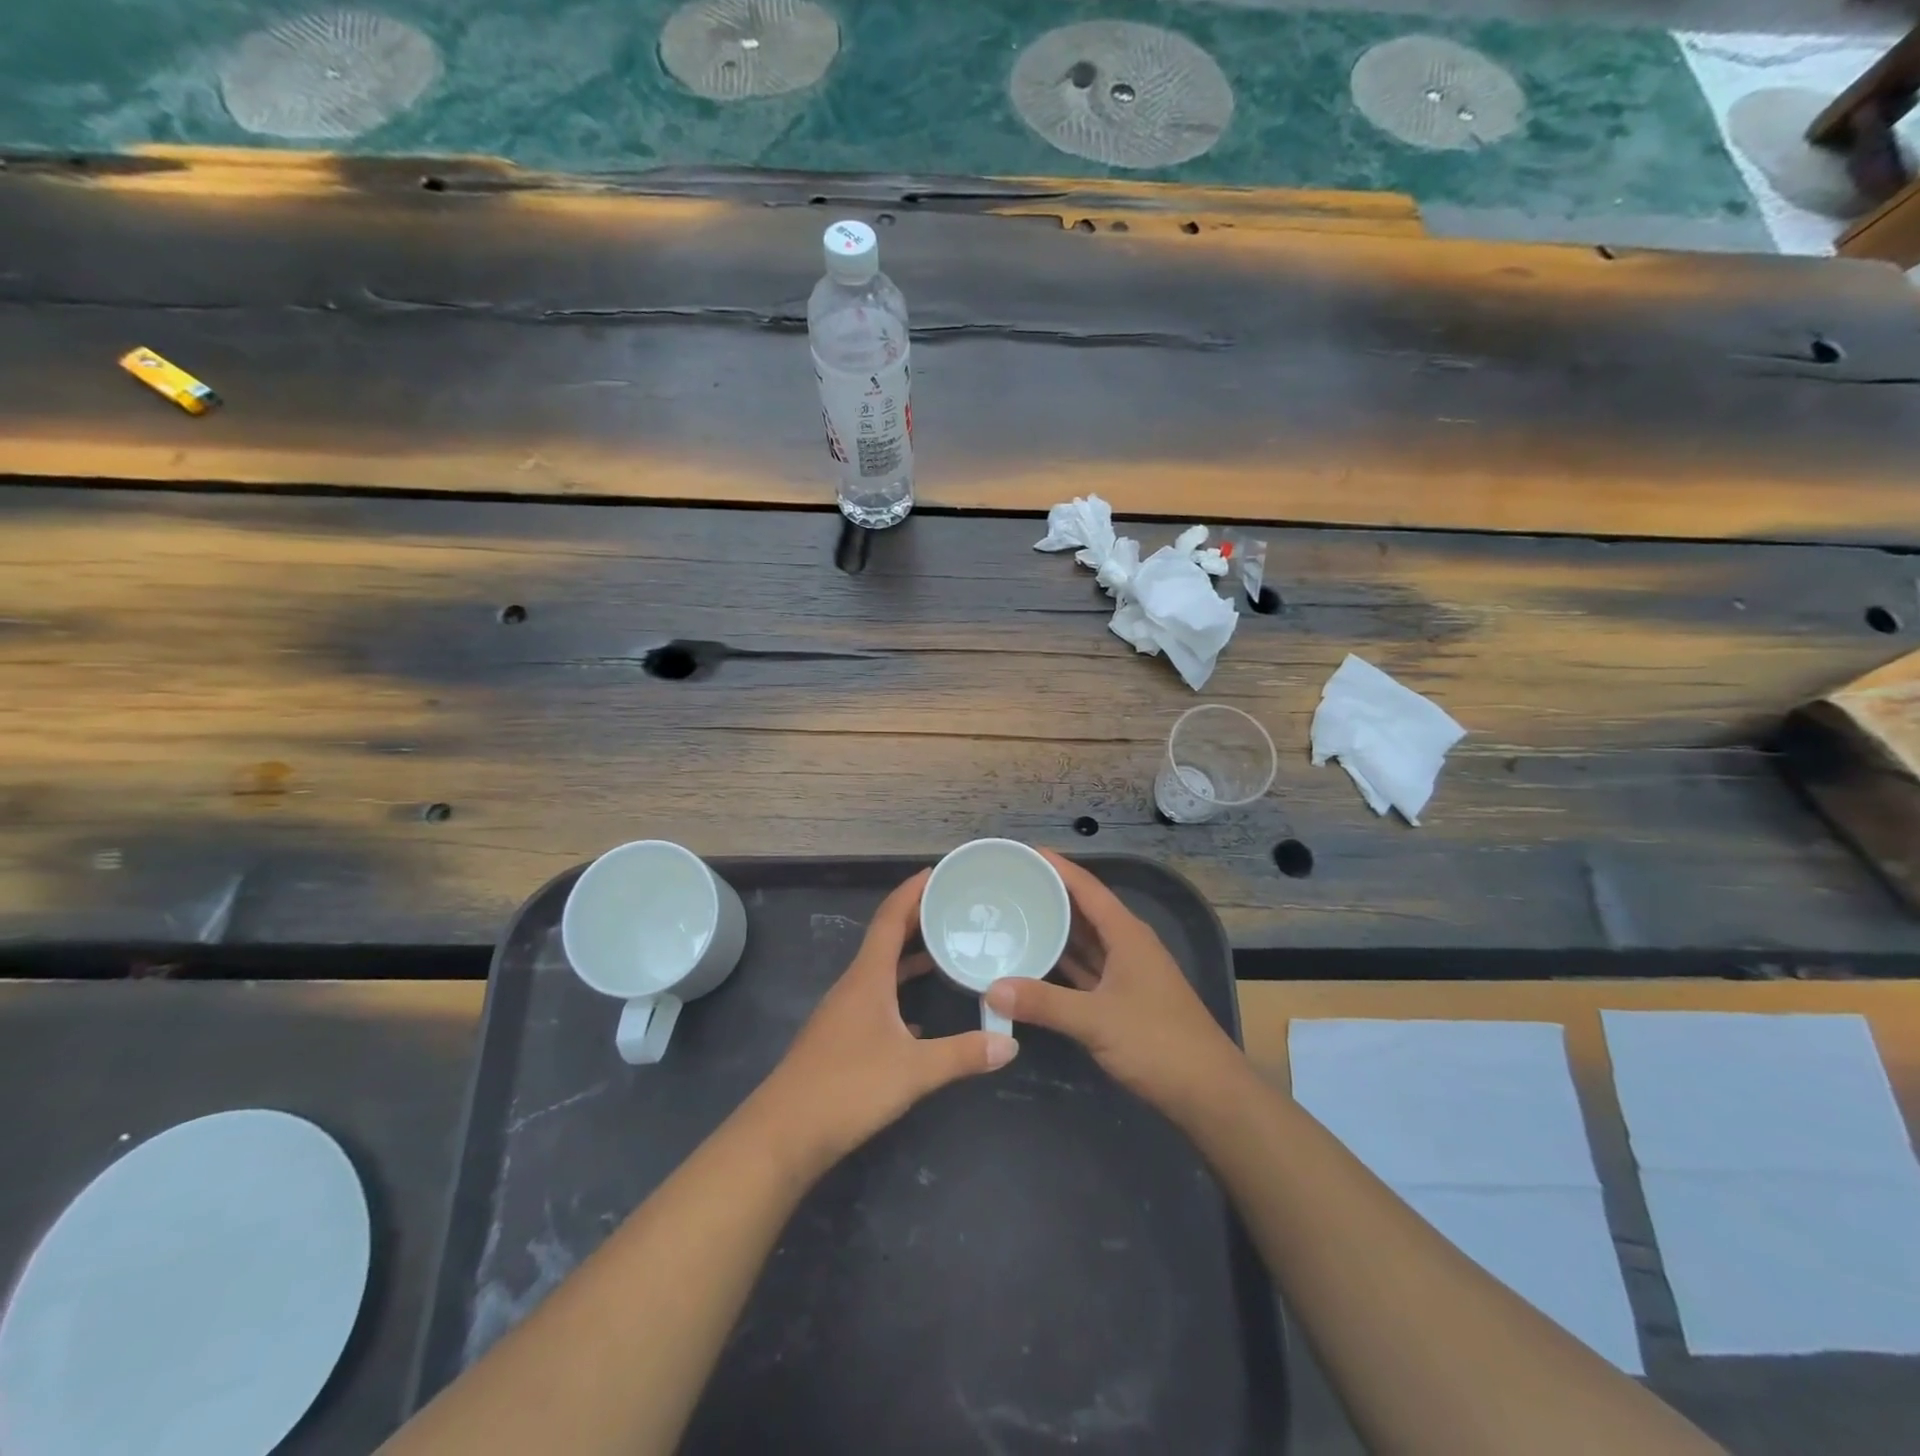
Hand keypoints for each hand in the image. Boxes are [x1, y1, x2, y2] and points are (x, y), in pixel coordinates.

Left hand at [752, 870, 1018, 1172]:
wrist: (784, 1134)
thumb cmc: (848, 1088)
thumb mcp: (914, 1070)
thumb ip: (963, 1054)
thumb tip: (1011, 1044)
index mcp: (868, 977)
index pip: (890, 918)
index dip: (912, 891)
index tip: (938, 872)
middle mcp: (854, 985)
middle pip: (885, 939)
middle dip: (916, 918)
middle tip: (952, 906)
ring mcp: (843, 1012)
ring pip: (881, 971)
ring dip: (909, 957)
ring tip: (944, 951)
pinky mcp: (840, 1038)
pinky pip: (876, 1000)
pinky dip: (899, 994)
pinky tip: (919, 1018)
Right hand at [984, 851, 1243, 1117]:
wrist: (1208, 1093)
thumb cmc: (1158, 1043)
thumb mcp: (1096, 1020)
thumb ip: (1044, 1003)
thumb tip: (992, 989)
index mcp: (1127, 935)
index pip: (1088, 888)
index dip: (1058, 867)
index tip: (1024, 852)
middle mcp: (1128, 946)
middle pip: (1085, 910)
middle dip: (1050, 895)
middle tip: (1009, 885)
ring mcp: (1128, 974)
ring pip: (1086, 941)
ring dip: (1056, 929)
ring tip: (1016, 916)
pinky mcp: (1124, 1000)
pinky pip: (1087, 969)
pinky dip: (1063, 963)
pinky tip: (1037, 963)